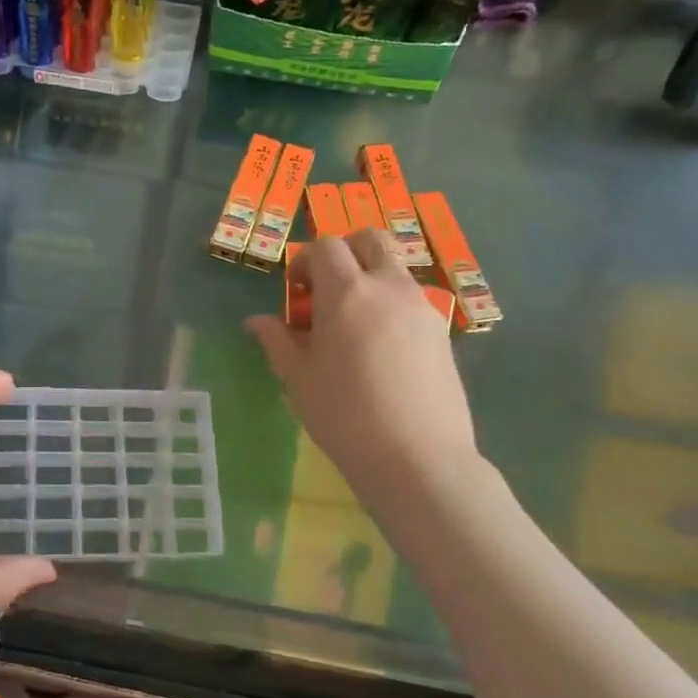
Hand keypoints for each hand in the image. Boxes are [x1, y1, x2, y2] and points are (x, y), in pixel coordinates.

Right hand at [246, 230, 483, 508]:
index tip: (296, 293)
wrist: (417, 457)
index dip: (305, 262)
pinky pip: (411, 298)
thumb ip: (277, 341)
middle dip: (344, 253)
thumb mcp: (298, 379)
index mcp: (347, 292)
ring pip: (394, 268)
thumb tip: (256, 321)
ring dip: (369, 278)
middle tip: (327, 291)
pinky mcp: (441, 330)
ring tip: (353, 325)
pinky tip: (380, 348)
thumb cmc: (344, 416)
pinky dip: (391, 303)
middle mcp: (388, 287)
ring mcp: (421, 306)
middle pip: (369, 240)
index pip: (325, 246)